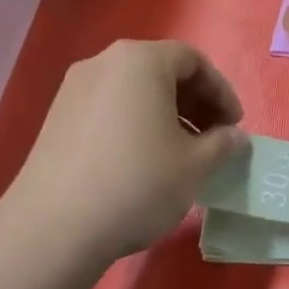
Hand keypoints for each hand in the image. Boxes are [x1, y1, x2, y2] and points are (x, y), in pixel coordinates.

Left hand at [3, 40, 245, 262]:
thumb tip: (234, 138)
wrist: (53, 228)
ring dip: (166, 114)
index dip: (221, 91)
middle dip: (195, 102)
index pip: (193, 60)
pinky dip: (136, 123)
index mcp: (140, 60)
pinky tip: (144, 161)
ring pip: (134, 90)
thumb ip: (223, 143)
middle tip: (213, 138)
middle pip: (161, 70)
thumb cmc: (137, 183)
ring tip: (182, 153)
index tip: (235, 126)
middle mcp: (104, 62)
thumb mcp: (195, 165)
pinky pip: (110, 107)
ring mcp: (75, 89)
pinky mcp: (56, 118)